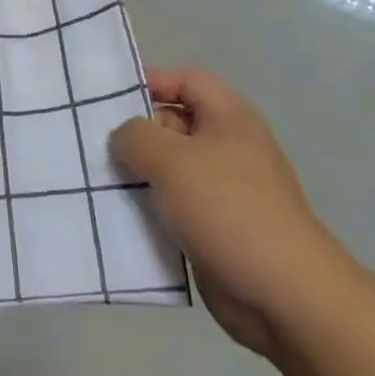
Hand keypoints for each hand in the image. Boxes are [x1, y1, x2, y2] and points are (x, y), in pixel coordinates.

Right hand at [111, 70, 349, 359]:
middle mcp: (227, 147)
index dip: (150, 81)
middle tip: (91, 146)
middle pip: (173, 124)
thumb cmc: (228, 209)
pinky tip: (116, 219)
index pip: (186, 80)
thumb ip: (136, 136)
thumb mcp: (172, 161)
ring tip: (95, 182)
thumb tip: (124, 137)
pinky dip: (148, 210)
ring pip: (169, 170)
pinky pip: (172, 208)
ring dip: (136, 176)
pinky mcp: (214, 228)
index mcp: (229, 118)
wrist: (282, 295)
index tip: (108, 99)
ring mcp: (222, 191)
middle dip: (135, 133)